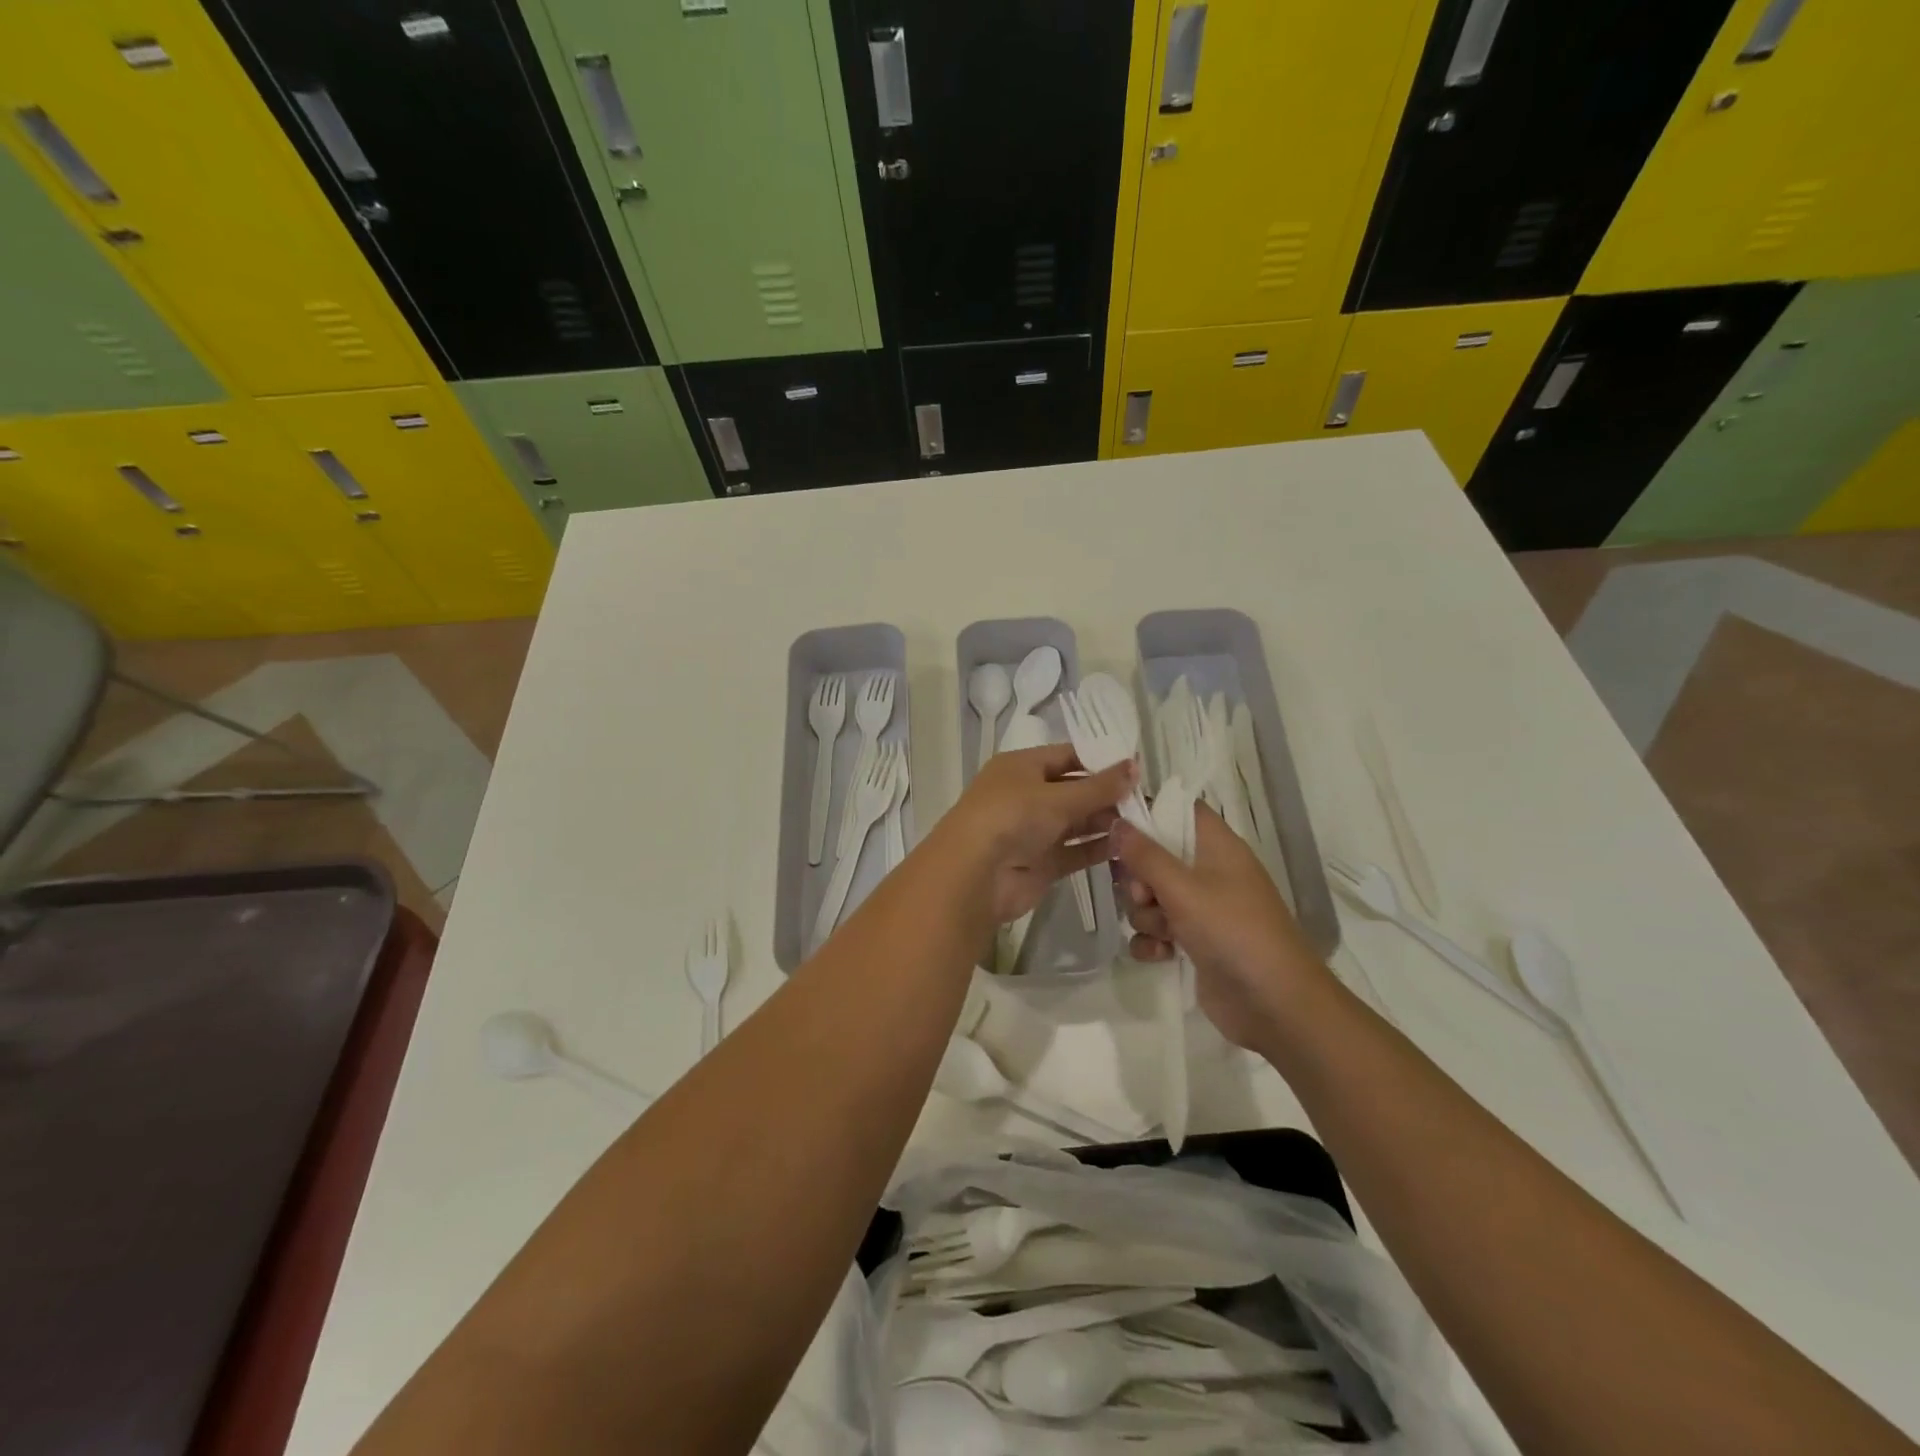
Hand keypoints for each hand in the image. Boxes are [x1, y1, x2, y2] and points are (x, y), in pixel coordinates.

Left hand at [941, 744, 1135, 924]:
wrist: (975, 874)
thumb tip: (1135, 766)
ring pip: (1075, 823)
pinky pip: (1074, 851)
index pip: (1066, 756)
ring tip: (1142, 822)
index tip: (1135, 769)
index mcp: (1021, 767)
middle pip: (1073, 790)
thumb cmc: (1013, 817)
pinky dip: (1097, 848)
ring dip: (1105, 822)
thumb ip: (1100, 786)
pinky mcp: (1040, 863)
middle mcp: (1025, 796)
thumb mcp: (1058, 796)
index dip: (1099, 761)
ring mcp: (1032, 831)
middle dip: (1106, 795)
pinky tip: (1127, 846)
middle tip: (1145, 800)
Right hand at [1110, 806, 1329, 1048]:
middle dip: (1139, 879)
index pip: (1178, 811)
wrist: (1275, 1005)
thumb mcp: (1183, 889)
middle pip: (1154, 857)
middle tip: (1144, 895)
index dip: (1147, 812)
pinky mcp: (1194, 944)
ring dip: (1146, 916)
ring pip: (1151, 898)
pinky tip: (1162, 956)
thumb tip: (1116, 822)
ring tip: (1163, 933)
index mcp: (1216, 847)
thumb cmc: (1233, 931)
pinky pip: (1156, 932)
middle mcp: (1208, 873)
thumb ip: (1145, 855)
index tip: (1114, 823)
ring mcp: (1201, 910)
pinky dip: (1153, 943)